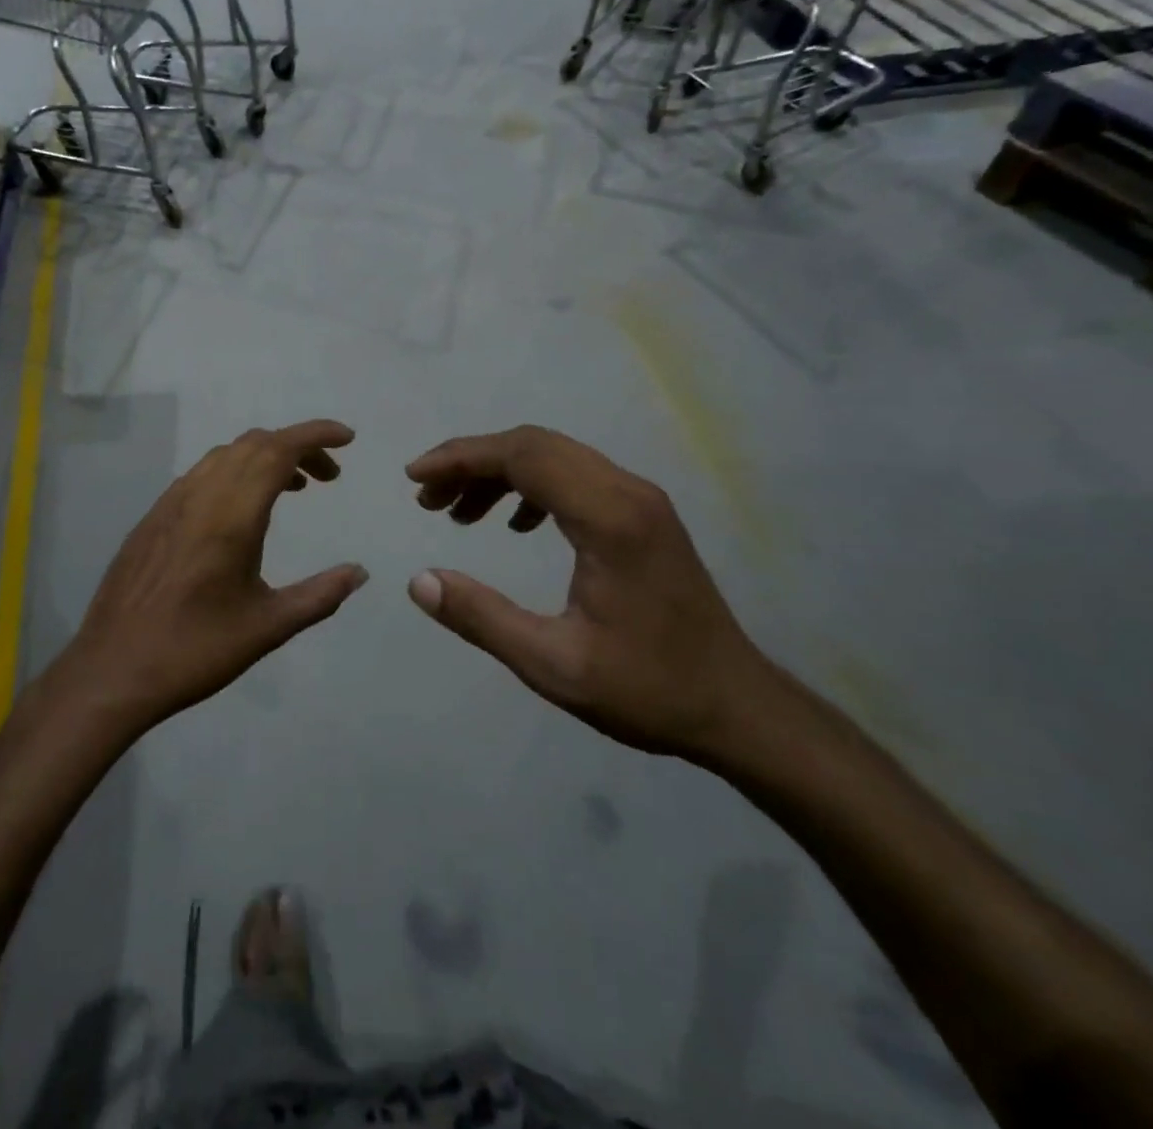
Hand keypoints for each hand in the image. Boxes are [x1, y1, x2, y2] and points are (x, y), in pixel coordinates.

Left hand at [60, 421, 367, 733]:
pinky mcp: (152, 517)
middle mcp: (200, 495)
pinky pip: (202, 474)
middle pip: (255, 444)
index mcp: (232, 515)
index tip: (347, 438)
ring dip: (265, 457)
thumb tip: (359, 572)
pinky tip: (242, 509)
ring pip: (225, 455)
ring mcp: (171, 503)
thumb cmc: (195, 650)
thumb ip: (320, 595)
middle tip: (328, 477)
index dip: (316, 435)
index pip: (280, 450)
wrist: (113, 669)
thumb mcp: (268, 627)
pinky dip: (235, 471)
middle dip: (298, 447)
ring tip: (293, 488)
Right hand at [404, 426, 773, 761]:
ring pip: (555, 457)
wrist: (738, 708)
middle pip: (535, 445)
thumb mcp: (553, 665)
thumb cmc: (648, 689)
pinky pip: (575, 476)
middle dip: (472, 461)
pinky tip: (515, 524)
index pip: (523, 456)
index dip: (460, 458)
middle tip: (427, 499)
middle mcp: (627, 492)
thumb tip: (419, 580)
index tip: (414, 478)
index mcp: (608, 519)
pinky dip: (531, 486)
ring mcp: (640, 500)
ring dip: (499, 473)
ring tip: (458, 514)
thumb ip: (482, 618)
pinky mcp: (643, 515)